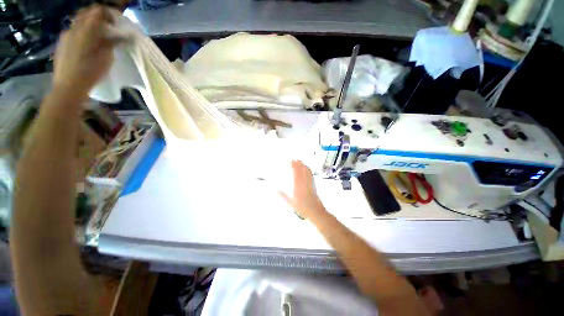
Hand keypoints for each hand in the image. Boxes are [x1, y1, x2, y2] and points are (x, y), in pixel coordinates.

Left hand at [53, 5, 117, 96]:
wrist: (68, 87)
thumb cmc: (90, 72)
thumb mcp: (106, 58)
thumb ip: (112, 43)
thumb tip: (122, 36)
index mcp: (86, 29)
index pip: (98, 10)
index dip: (109, 13)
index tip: (116, 23)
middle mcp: (74, 28)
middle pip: (87, 13)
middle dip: (98, 17)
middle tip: (108, 27)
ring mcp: (65, 35)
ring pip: (79, 22)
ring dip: (89, 25)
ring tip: (98, 37)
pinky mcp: (61, 43)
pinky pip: (73, 31)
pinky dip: (82, 32)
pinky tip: (87, 44)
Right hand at [279, 160, 326, 218]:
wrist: (315, 211)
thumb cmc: (302, 208)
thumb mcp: (291, 203)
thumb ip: (283, 197)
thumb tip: (276, 191)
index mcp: (298, 186)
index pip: (296, 173)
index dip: (294, 166)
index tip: (291, 161)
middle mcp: (304, 183)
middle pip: (301, 170)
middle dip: (298, 164)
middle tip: (294, 159)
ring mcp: (309, 183)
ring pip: (306, 171)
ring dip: (303, 165)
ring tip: (300, 161)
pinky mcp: (313, 184)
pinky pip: (311, 174)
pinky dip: (308, 169)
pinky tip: (307, 167)